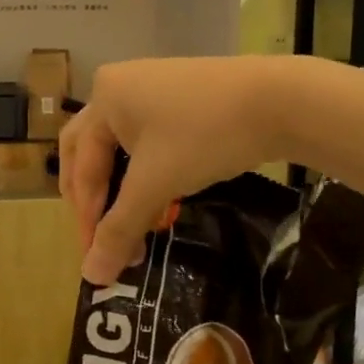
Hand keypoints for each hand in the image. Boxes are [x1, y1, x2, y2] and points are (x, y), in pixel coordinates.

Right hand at [60, 56, 289, 283]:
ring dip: (120, 189)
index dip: (86, 217)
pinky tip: (157, 197)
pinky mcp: (180, 98)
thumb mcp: (156, 183)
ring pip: (120, 148)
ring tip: (130, 224)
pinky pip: (147, 141)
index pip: (82, 167)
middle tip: (97, 236)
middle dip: (91, 198)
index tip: (97, 259)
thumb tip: (91, 277)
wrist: (280, 100)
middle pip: (88, 151)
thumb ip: (120, 229)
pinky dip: (144, 174)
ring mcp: (151, 88)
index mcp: (103, 98)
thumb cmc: (204, 135)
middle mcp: (118, 87)